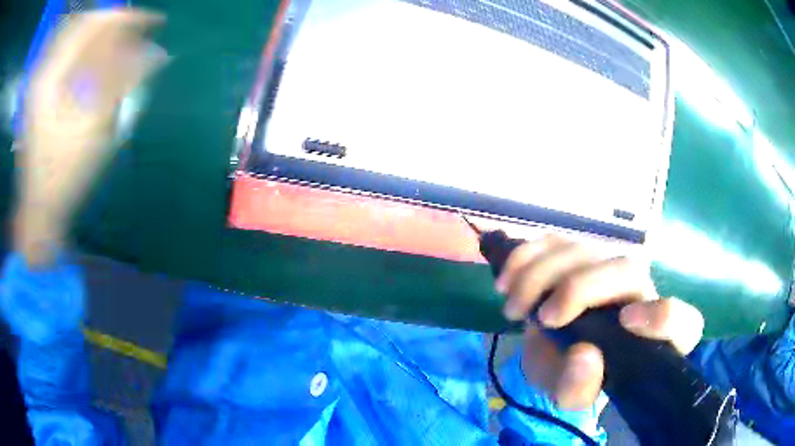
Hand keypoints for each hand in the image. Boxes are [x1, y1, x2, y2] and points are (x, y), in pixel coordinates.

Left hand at [15, 9, 165, 265]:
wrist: (38, 210)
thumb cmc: (63, 177)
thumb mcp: (94, 129)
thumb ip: (122, 83)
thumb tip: (158, 54)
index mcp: (50, 77)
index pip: (92, 24)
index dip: (125, 17)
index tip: (154, 23)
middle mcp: (44, 71)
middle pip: (84, 25)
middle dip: (113, 25)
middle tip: (139, 34)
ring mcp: (40, 81)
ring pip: (75, 39)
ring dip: (101, 37)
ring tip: (124, 46)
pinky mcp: (41, 91)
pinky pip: (67, 56)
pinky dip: (87, 52)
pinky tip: (101, 61)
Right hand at [498, 234, 703, 409]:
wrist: (558, 351)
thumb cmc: (575, 375)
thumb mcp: (571, 394)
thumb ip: (578, 387)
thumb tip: (585, 355)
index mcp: (654, 339)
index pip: (684, 323)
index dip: (664, 317)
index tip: (626, 322)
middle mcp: (642, 294)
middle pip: (627, 269)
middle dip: (580, 288)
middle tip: (544, 317)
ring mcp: (611, 266)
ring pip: (587, 250)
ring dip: (542, 273)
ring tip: (514, 306)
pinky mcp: (582, 253)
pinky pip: (556, 240)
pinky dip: (527, 255)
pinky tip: (507, 280)